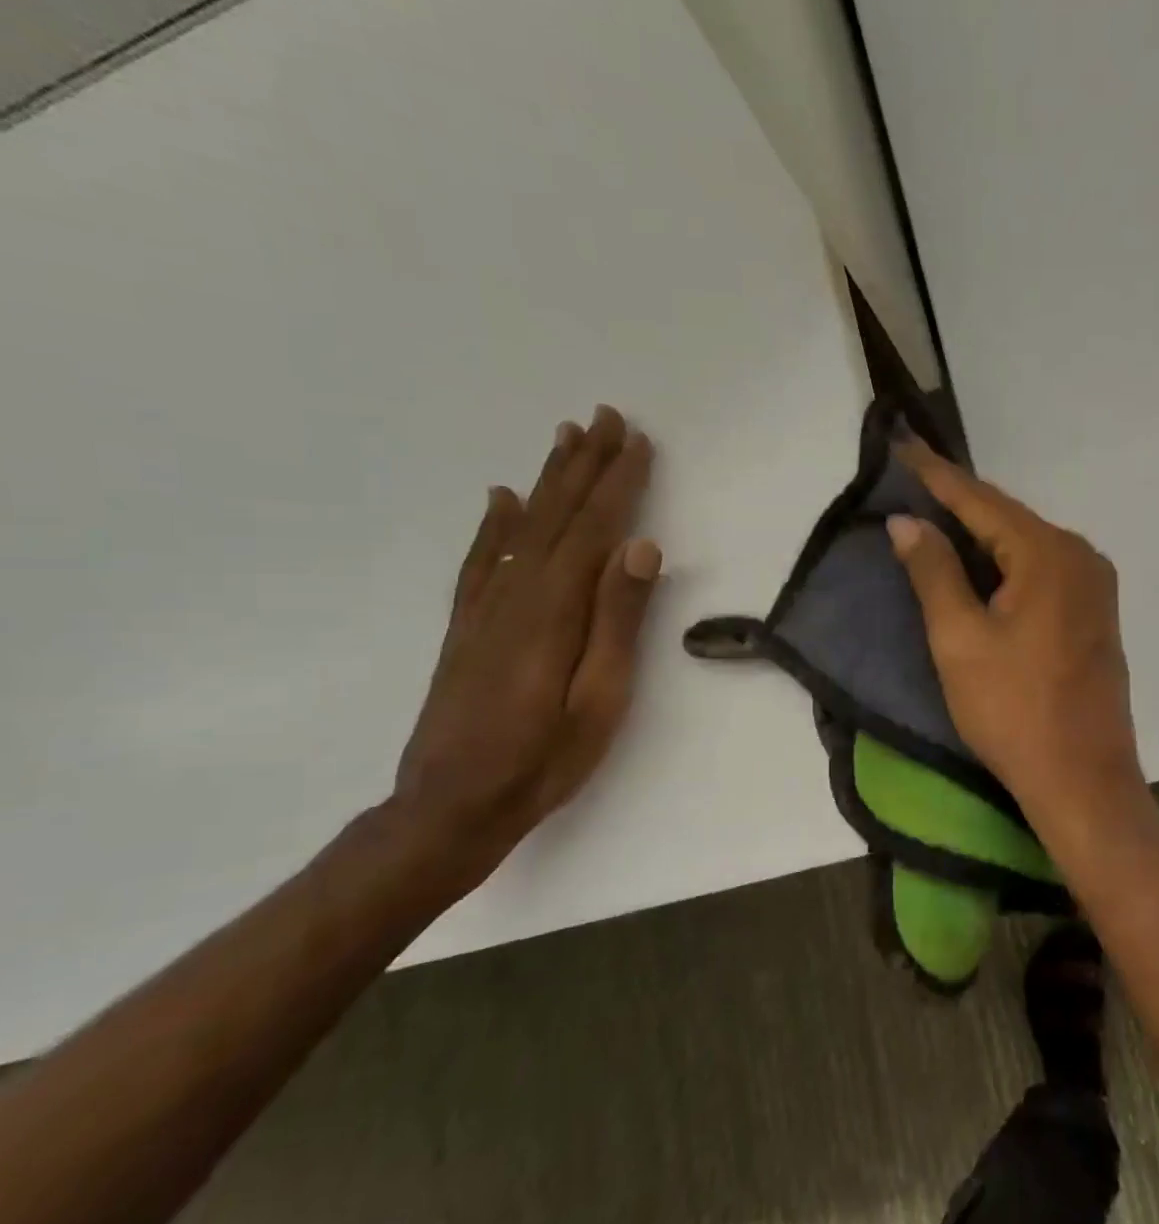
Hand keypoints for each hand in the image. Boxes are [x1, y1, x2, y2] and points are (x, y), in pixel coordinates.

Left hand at [394, 406, 660, 889]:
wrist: (453, 806)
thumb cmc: (545, 758)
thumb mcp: (601, 697)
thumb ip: (618, 619)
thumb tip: (640, 547)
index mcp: (554, 609)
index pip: (595, 530)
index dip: (618, 483)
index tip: (637, 441)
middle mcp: (516, 594)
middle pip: (556, 516)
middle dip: (583, 465)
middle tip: (603, 417)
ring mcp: (485, 609)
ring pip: (521, 528)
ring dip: (547, 481)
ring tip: (563, 439)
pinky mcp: (468, 628)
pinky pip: (482, 561)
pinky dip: (495, 525)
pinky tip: (501, 501)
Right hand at [887, 439, 1144, 824]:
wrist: (1082, 778)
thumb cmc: (1013, 710)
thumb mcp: (960, 639)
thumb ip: (933, 572)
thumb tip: (906, 522)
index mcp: (1048, 553)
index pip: (981, 501)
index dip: (936, 476)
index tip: (901, 446)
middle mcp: (1080, 555)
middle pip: (1007, 518)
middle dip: (958, 502)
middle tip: (910, 481)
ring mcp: (1094, 585)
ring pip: (1025, 544)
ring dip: (981, 533)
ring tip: (934, 515)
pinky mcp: (1094, 612)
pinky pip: (1042, 569)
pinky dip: (1006, 561)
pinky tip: (978, 562)